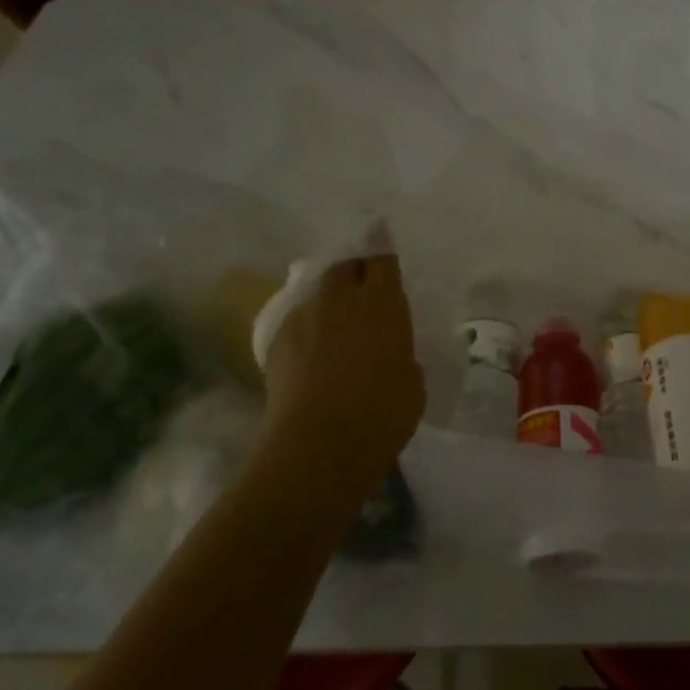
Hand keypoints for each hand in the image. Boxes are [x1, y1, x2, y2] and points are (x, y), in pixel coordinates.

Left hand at [259, 253, 424, 490]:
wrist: (319, 444)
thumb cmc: (383, 412)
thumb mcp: (412, 380)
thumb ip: (402, 354)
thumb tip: (391, 354)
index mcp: (383, 302)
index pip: (381, 258)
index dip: (381, 250)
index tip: (381, 246)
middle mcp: (341, 298)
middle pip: (343, 265)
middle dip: (351, 267)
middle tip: (358, 283)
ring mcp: (304, 317)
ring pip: (315, 289)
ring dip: (326, 295)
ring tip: (331, 315)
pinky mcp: (276, 340)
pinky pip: (295, 319)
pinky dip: (305, 324)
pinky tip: (309, 347)